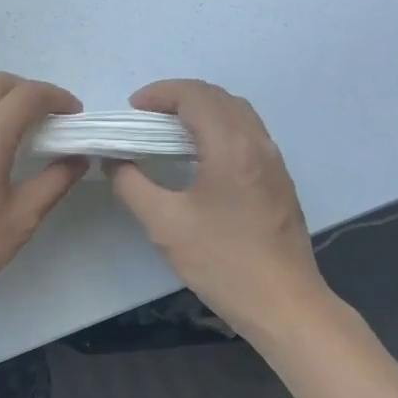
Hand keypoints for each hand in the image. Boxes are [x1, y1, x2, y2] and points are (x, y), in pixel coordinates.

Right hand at [108, 80, 326, 331]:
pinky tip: (199, 158)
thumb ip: (132, 185)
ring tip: (168, 131)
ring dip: (202, 111)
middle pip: (220, 98)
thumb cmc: (221, 261)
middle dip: (180, 97)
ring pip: (238, 114)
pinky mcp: (279, 181)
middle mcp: (258, 144)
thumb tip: (114, 161)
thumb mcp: (164, 224)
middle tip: (146, 116)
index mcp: (231, 147)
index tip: (132, 109)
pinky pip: (248, 135)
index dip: (160, 93)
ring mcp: (274, 163)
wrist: (282, 303)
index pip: (196, 96)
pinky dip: (218, 130)